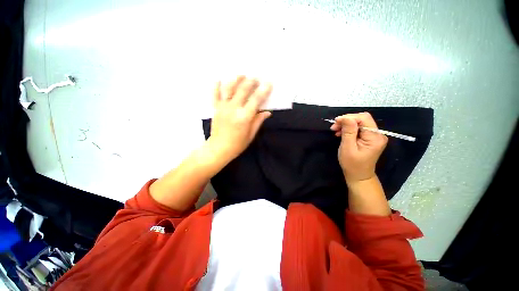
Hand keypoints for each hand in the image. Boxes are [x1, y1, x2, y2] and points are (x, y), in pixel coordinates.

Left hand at [209, 75, 272, 160]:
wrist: (218, 149)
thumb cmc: (237, 145)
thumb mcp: (250, 135)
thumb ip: (258, 121)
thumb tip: (267, 112)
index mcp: (244, 117)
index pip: (256, 100)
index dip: (263, 91)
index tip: (269, 83)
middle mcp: (233, 109)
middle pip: (243, 90)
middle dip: (251, 82)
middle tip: (256, 78)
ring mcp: (223, 108)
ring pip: (229, 89)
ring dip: (236, 80)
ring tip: (242, 75)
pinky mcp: (215, 109)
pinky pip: (215, 95)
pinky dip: (216, 86)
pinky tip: (218, 79)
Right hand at [330, 112, 387, 183]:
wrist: (358, 176)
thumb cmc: (352, 164)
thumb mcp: (348, 148)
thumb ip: (348, 132)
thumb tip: (345, 117)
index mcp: (374, 137)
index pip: (364, 118)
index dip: (349, 117)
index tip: (336, 122)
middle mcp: (378, 134)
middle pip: (362, 119)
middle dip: (346, 121)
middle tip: (334, 127)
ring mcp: (374, 136)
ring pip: (359, 123)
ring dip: (346, 125)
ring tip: (335, 130)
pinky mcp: (369, 138)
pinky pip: (359, 129)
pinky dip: (349, 129)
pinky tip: (341, 133)